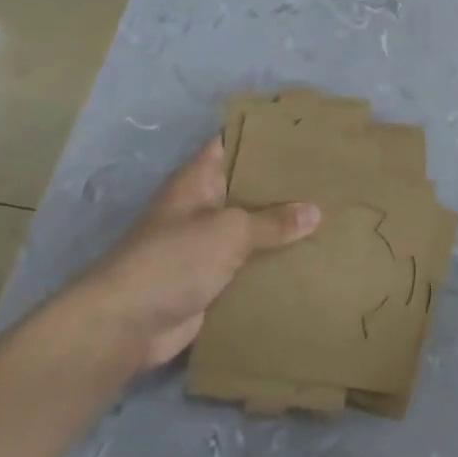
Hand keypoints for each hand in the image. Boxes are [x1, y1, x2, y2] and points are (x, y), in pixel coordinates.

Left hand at [71, 138, 319, 367]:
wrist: (128, 325)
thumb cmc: (175, 259)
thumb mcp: (229, 230)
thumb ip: (272, 221)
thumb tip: (315, 212)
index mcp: (197, 180)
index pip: (231, 143)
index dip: (261, 134)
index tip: (300, 131)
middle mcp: (201, 207)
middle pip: (245, 187)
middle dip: (281, 183)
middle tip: (328, 175)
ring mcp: (205, 245)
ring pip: (250, 228)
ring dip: (280, 227)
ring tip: (329, 213)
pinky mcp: (210, 279)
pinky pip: (248, 263)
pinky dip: (272, 262)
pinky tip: (308, 257)